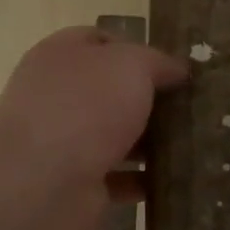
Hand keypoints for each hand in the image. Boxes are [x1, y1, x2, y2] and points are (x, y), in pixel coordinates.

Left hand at [0, 25, 188, 211]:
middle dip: (147, 99)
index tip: (173, 70)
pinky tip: (170, 180)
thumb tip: (177, 70)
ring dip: (148, 142)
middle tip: (190, 108)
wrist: (39, 188)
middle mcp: (54, 96)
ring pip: (113, 135)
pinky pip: (115, 177)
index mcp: (58, 56)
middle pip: (108, 91)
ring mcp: (60, 143)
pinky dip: (140, 180)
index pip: (98, 41)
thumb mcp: (131, 65)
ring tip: (190, 144)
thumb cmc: (85, 108)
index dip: (137, 50)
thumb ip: (157, 62)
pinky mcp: (71, 185)